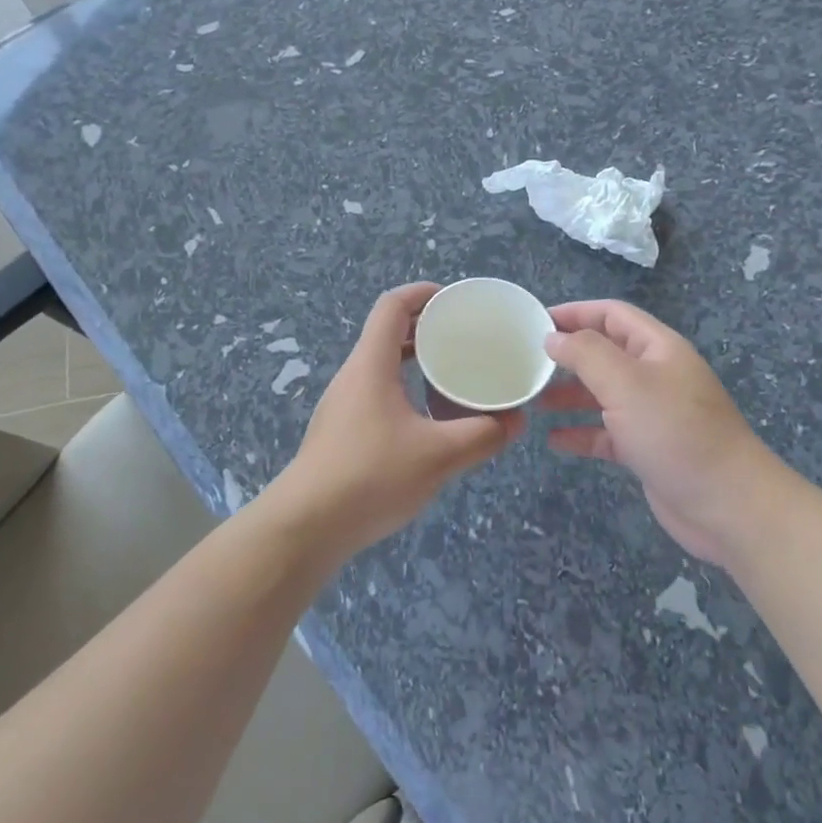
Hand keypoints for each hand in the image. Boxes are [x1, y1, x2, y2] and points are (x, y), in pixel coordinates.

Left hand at [273, 284, 524, 555]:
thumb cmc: (370, 477)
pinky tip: (431, 422)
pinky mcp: (344, 433)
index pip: (392, 306)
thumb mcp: (438, 456)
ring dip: (418, 363)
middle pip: (388, 334)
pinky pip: (380, 395)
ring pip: (384, 367)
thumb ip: (482, 435)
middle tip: (466, 339)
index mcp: (370, 365)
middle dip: (428, 329)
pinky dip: (408, 391)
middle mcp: (354, 377)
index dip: (422, 293)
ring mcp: (345, 405)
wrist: (306, 528)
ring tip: (455, 376)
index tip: (455, 300)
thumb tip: (515, 421)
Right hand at [541, 300, 790, 565]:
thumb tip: (553, 337)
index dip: (575, 312)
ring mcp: (653, 414)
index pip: (611, 315)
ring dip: (570, 395)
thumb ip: (586, 354)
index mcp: (658, 348)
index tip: (535, 321)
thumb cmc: (675, 432)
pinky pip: (608, 434)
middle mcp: (656, 375)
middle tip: (527, 363)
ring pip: (603, 394)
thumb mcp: (626, 383)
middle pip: (605, 353)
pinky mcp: (648, 449)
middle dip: (568, 356)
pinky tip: (555, 440)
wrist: (728, 505)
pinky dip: (582, 433)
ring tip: (534, 401)